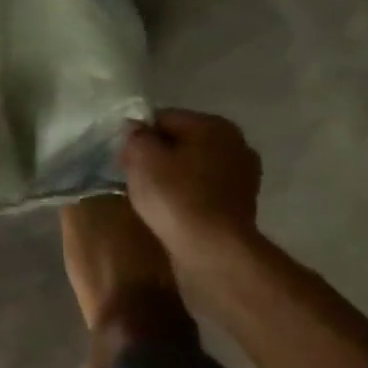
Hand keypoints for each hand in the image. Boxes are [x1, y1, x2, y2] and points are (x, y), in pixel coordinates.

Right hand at [121, 109, 262, 252]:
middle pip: (181, 141)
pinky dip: (188, 194)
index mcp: (212, 124)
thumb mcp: (142, 159)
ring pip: (194, 166)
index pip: (163, 118)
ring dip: (173, 176)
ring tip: (153, 198)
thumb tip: (136, 129)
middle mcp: (235, 142)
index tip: (123, 161)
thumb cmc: (175, 197)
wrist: (213, 250)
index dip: (138, 137)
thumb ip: (136, 136)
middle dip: (157, 156)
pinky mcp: (242, 202)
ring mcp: (244, 174)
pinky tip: (174, 210)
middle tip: (134, 179)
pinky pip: (205, 189)